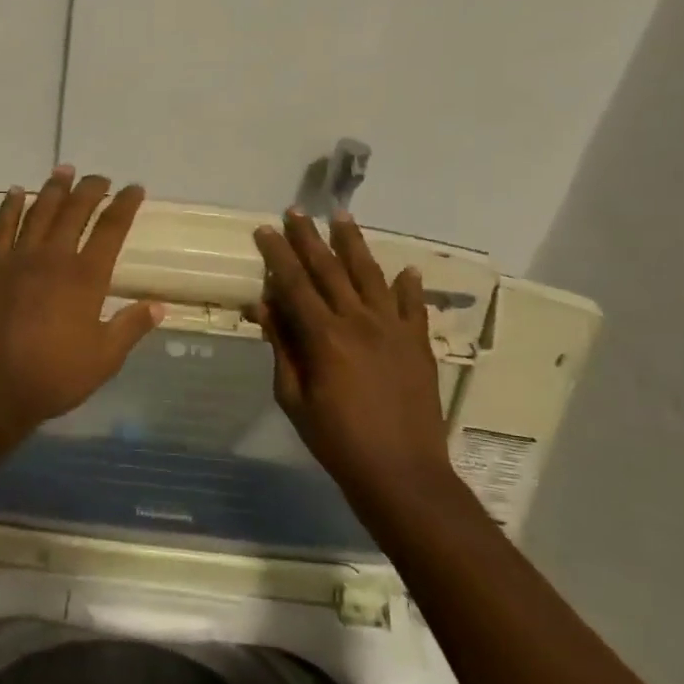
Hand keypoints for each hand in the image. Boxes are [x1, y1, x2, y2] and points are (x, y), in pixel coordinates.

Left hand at [0, 168, 164, 444]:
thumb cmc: (52, 377)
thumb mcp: (103, 360)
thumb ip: (130, 328)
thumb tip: (158, 305)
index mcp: (86, 278)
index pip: (111, 230)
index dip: (125, 205)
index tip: (134, 188)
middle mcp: (54, 258)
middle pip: (75, 212)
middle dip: (91, 190)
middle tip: (100, 177)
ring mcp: (18, 259)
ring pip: (40, 212)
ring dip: (54, 189)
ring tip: (64, 170)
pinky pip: (1, 227)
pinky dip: (11, 206)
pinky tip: (17, 192)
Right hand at [251, 209, 453, 517]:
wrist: (402, 472)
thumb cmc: (337, 440)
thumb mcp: (295, 398)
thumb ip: (282, 348)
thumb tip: (265, 307)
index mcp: (325, 336)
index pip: (294, 283)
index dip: (278, 254)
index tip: (265, 230)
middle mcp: (360, 321)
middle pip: (330, 269)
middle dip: (309, 238)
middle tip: (296, 211)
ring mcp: (394, 329)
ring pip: (371, 275)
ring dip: (354, 244)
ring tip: (342, 216)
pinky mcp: (418, 344)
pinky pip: (413, 306)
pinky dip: (408, 286)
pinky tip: (406, 270)